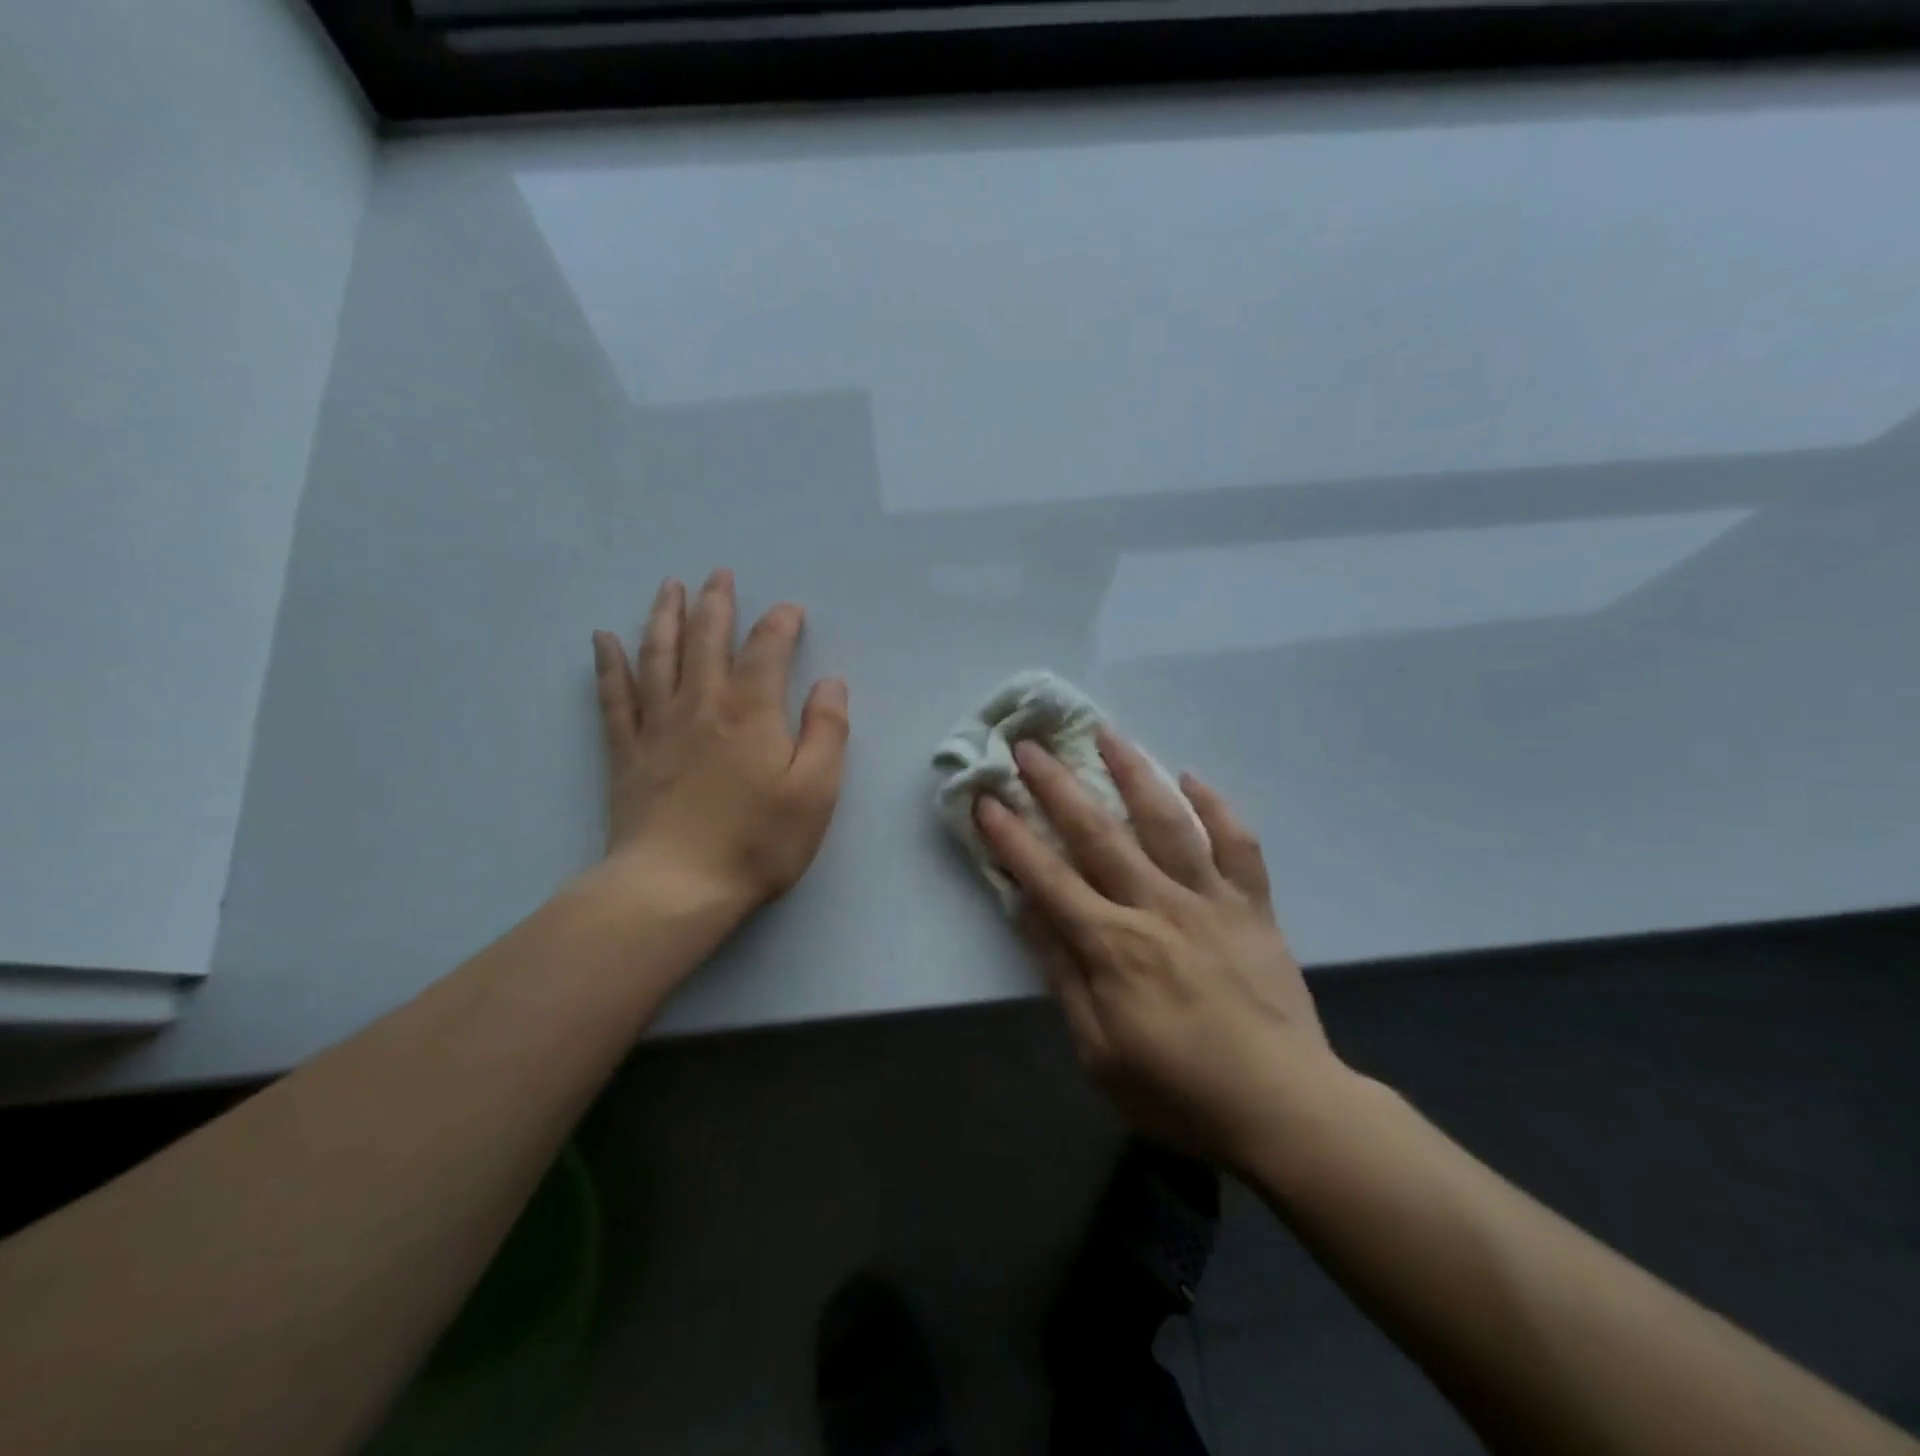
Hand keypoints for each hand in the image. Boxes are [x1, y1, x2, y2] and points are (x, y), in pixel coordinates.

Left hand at [592, 569, 848, 920]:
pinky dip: (608, 664)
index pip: (767, 649)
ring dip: (666, 616)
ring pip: (658, 655)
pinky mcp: (626, 753)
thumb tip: (831, 682)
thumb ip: (827, 730)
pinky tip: (602, 640)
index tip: (791, 610)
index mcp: (751, 711)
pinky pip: (613, 696)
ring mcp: (658, 726)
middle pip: (706, 639)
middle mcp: (701, 704)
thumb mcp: (816, 791)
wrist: (675, 887)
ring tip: (669, 587)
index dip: (781, 623)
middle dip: (716, 603)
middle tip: (719, 574)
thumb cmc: (757, 841)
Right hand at [974, 731, 1344, 1165]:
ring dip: (1134, 773)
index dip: (1012, 836)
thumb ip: (1062, 974)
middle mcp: (1157, 906)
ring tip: (1107, 734)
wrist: (1286, 1109)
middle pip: (1098, 833)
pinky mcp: (1253, 906)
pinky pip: (1238, 845)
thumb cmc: (1179, 1091)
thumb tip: (1027, 912)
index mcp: (1112, 945)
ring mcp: (1210, 900)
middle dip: (1057, 786)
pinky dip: (1217, 807)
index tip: (986, 798)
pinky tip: (1194, 778)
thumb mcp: (1098, 1051)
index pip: (1048, 877)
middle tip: (1029, 745)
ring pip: (1167, 821)